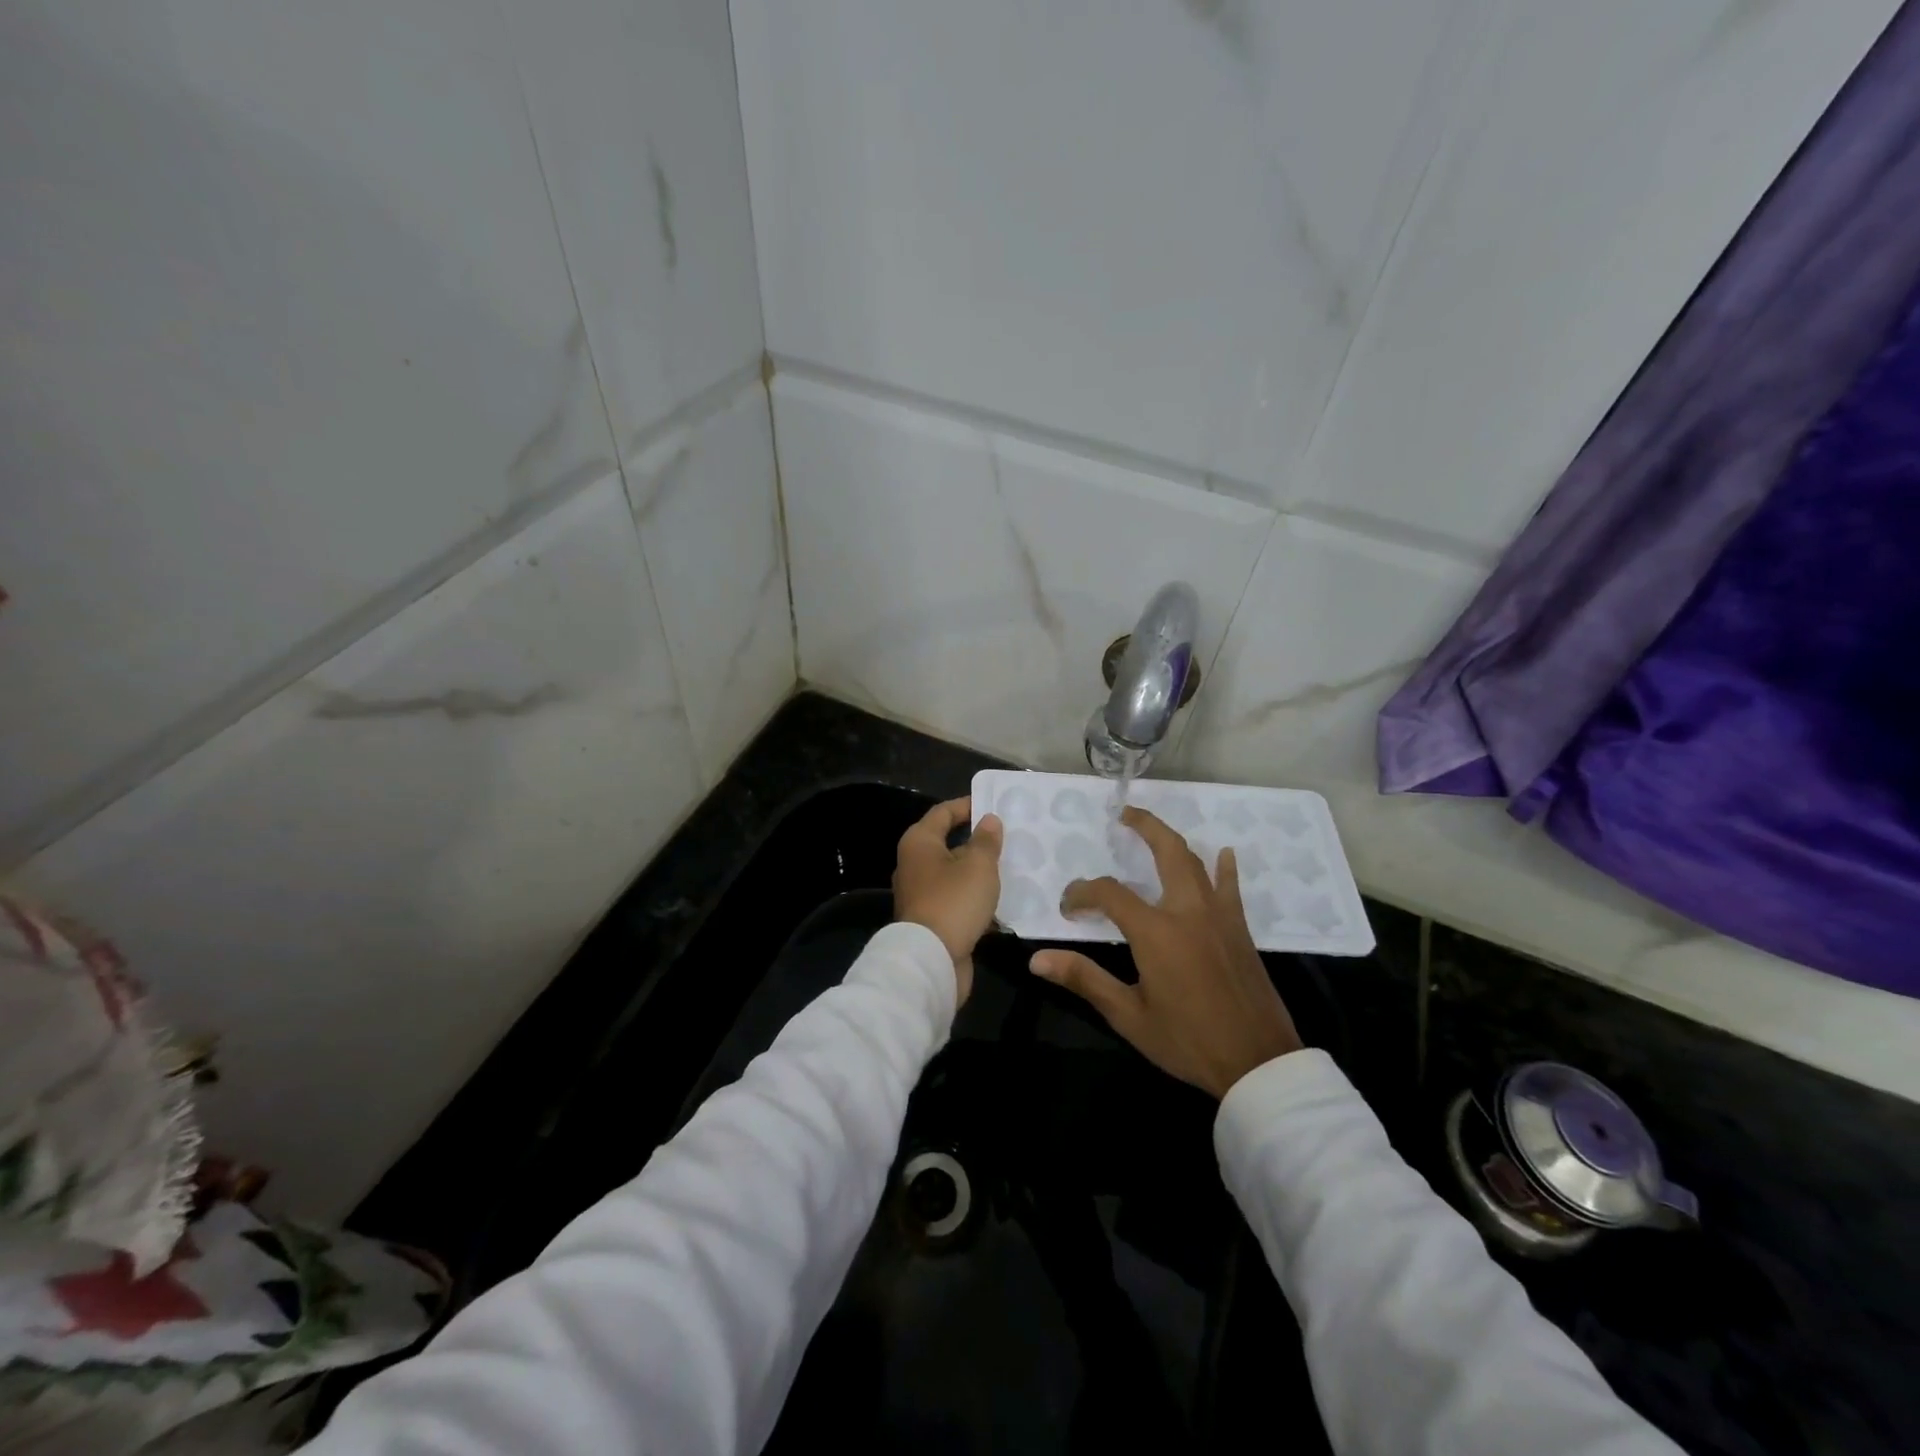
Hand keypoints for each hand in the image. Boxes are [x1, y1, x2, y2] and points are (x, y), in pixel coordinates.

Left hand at [893, 797, 1003, 1004]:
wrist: (931, 960)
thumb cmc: (953, 902)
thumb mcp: (978, 865)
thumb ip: (986, 840)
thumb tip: (988, 820)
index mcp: (919, 843)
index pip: (943, 812)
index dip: (968, 805)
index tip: (994, 804)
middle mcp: (914, 864)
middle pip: (948, 843)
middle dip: (977, 840)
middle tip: (1009, 836)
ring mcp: (921, 894)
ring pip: (954, 873)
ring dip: (979, 871)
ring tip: (1011, 866)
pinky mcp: (931, 920)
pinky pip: (957, 899)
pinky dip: (976, 897)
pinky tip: (1002, 900)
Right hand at [1031, 806, 1301, 1097]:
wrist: (1258, 1063)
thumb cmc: (1188, 1040)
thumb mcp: (1129, 1015)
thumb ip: (1085, 979)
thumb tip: (1038, 959)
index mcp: (1156, 931)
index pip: (1109, 893)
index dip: (1082, 894)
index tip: (1068, 908)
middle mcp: (1188, 911)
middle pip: (1166, 851)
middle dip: (1144, 827)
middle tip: (1124, 814)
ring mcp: (1219, 916)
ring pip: (1196, 863)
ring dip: (1173, 842)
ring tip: (1154, 830)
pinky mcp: (1239, 929)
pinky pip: (1229, 887)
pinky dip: (1224, 868)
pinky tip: (1224, 854)